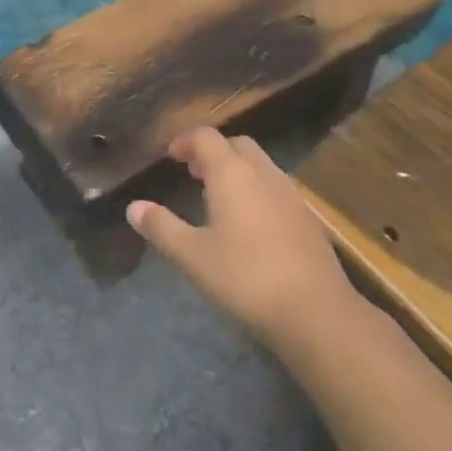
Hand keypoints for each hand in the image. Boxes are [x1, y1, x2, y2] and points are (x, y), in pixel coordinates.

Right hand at [127, 127, 365, 352]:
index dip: (185, 141)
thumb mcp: (193, 256)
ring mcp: (290, 194)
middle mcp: (262, 173)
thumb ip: (162, 227)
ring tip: (218, 197)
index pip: (206, 137)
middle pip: (236, 144)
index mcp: (232, 173)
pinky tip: (250, 224)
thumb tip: (134, 207)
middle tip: (193, 173)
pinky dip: (256, 189)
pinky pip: (275, 187)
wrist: (317, 313)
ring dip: (236, 170)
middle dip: (213, 151)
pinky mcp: (308, 218)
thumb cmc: (246, 278)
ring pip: (259, 165)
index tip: (171, 156)